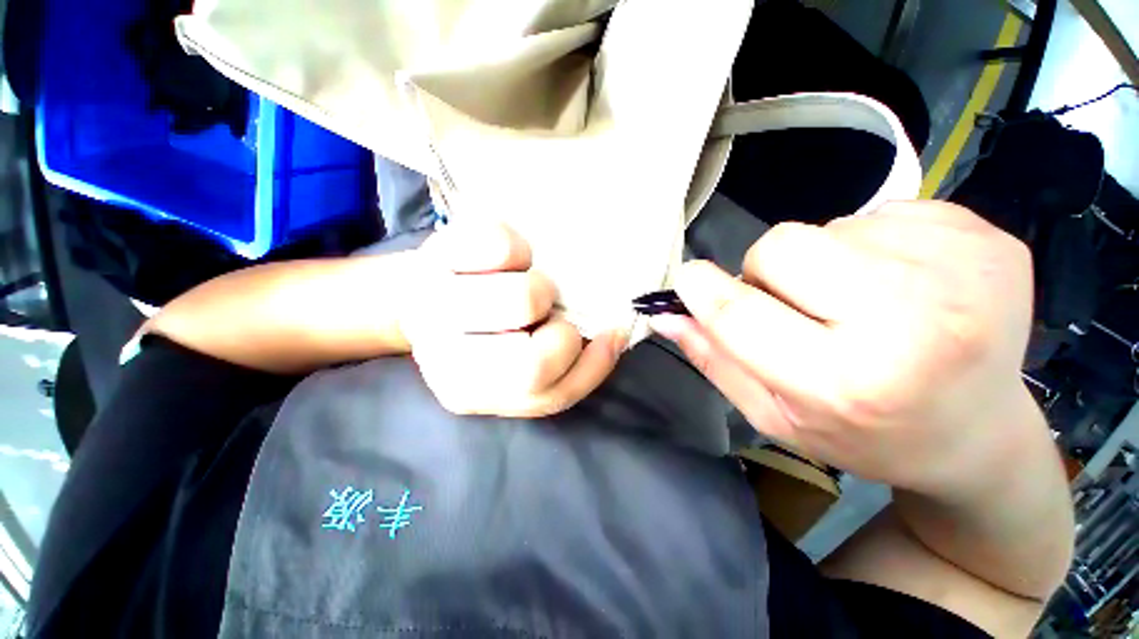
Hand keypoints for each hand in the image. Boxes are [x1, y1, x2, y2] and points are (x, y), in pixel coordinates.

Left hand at [399, 222, 626, 417]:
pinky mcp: (438, 252)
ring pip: (525, 299)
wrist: (423, 288)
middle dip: (558, 329)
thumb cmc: (485, 327)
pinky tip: (502, 259)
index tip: (604, 335)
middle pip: (531, 362)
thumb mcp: (525, 368)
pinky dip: (519, 248)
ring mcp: (434, 303)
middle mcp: (441, 358)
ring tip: (521, 285)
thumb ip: (572, 368)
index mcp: (466, 391)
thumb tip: (618, 334)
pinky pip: (503, 246)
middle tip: (545, 313)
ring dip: (540, 288)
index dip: (588, 363)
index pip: (545, 394)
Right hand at [651, 201, 1037, 494]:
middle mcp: (909, 321)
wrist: (981, 433)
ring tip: (859, 302)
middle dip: (767, 271)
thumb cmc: (866, 435)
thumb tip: (666, 315)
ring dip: (823, 261)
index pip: (738, 311)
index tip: (688, 280)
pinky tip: (902, 285)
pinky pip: (881, 214)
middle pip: (781, 244)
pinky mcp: (983, 234)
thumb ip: (714, 359)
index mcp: (845, 381)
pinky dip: (870, 245)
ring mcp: (958, 268)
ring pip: (828, 226)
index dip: (700, 288)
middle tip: (795, 304)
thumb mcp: (775, 416)